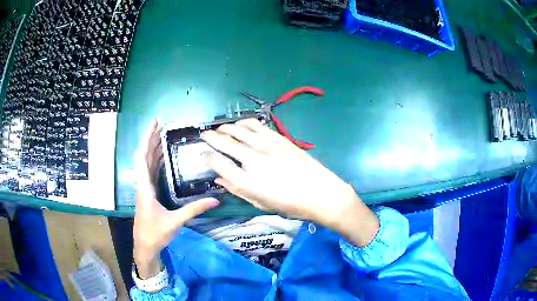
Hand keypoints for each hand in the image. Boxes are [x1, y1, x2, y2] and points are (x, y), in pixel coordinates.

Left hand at [134, 119, 219, 277]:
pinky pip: (149, 171)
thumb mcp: (175, 221)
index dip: (147, 139)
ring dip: (152, 148)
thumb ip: (194, 209)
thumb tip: (215, 200)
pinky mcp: (147, 193)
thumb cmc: (155, 233)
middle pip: (143, 156)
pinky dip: (154, 161)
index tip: (154, 124)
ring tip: (162, 136)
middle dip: (151, 139)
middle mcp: (142, 184)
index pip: (142, 157)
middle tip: (161, 126)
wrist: (144, 246)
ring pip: (145, 163)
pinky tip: (161, 157)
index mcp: (144, 187)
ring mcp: (143, 189)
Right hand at [201, 118, 377, 245]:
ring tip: (220, 128)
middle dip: (210, 137)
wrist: (321, 194)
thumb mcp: (261, 204)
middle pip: (225, 142)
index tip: (204, 156)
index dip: (207, 158)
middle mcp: (253, 160)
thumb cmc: (291, 205)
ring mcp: (267, 147)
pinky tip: (240, 124)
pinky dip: (244, 123)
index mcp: (247, 182)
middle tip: (205, 135)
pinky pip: (257, 125)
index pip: (217, 163)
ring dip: (225, 127)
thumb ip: (238, 190)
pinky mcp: (280, 139)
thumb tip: (219, 179)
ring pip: (239, 129)